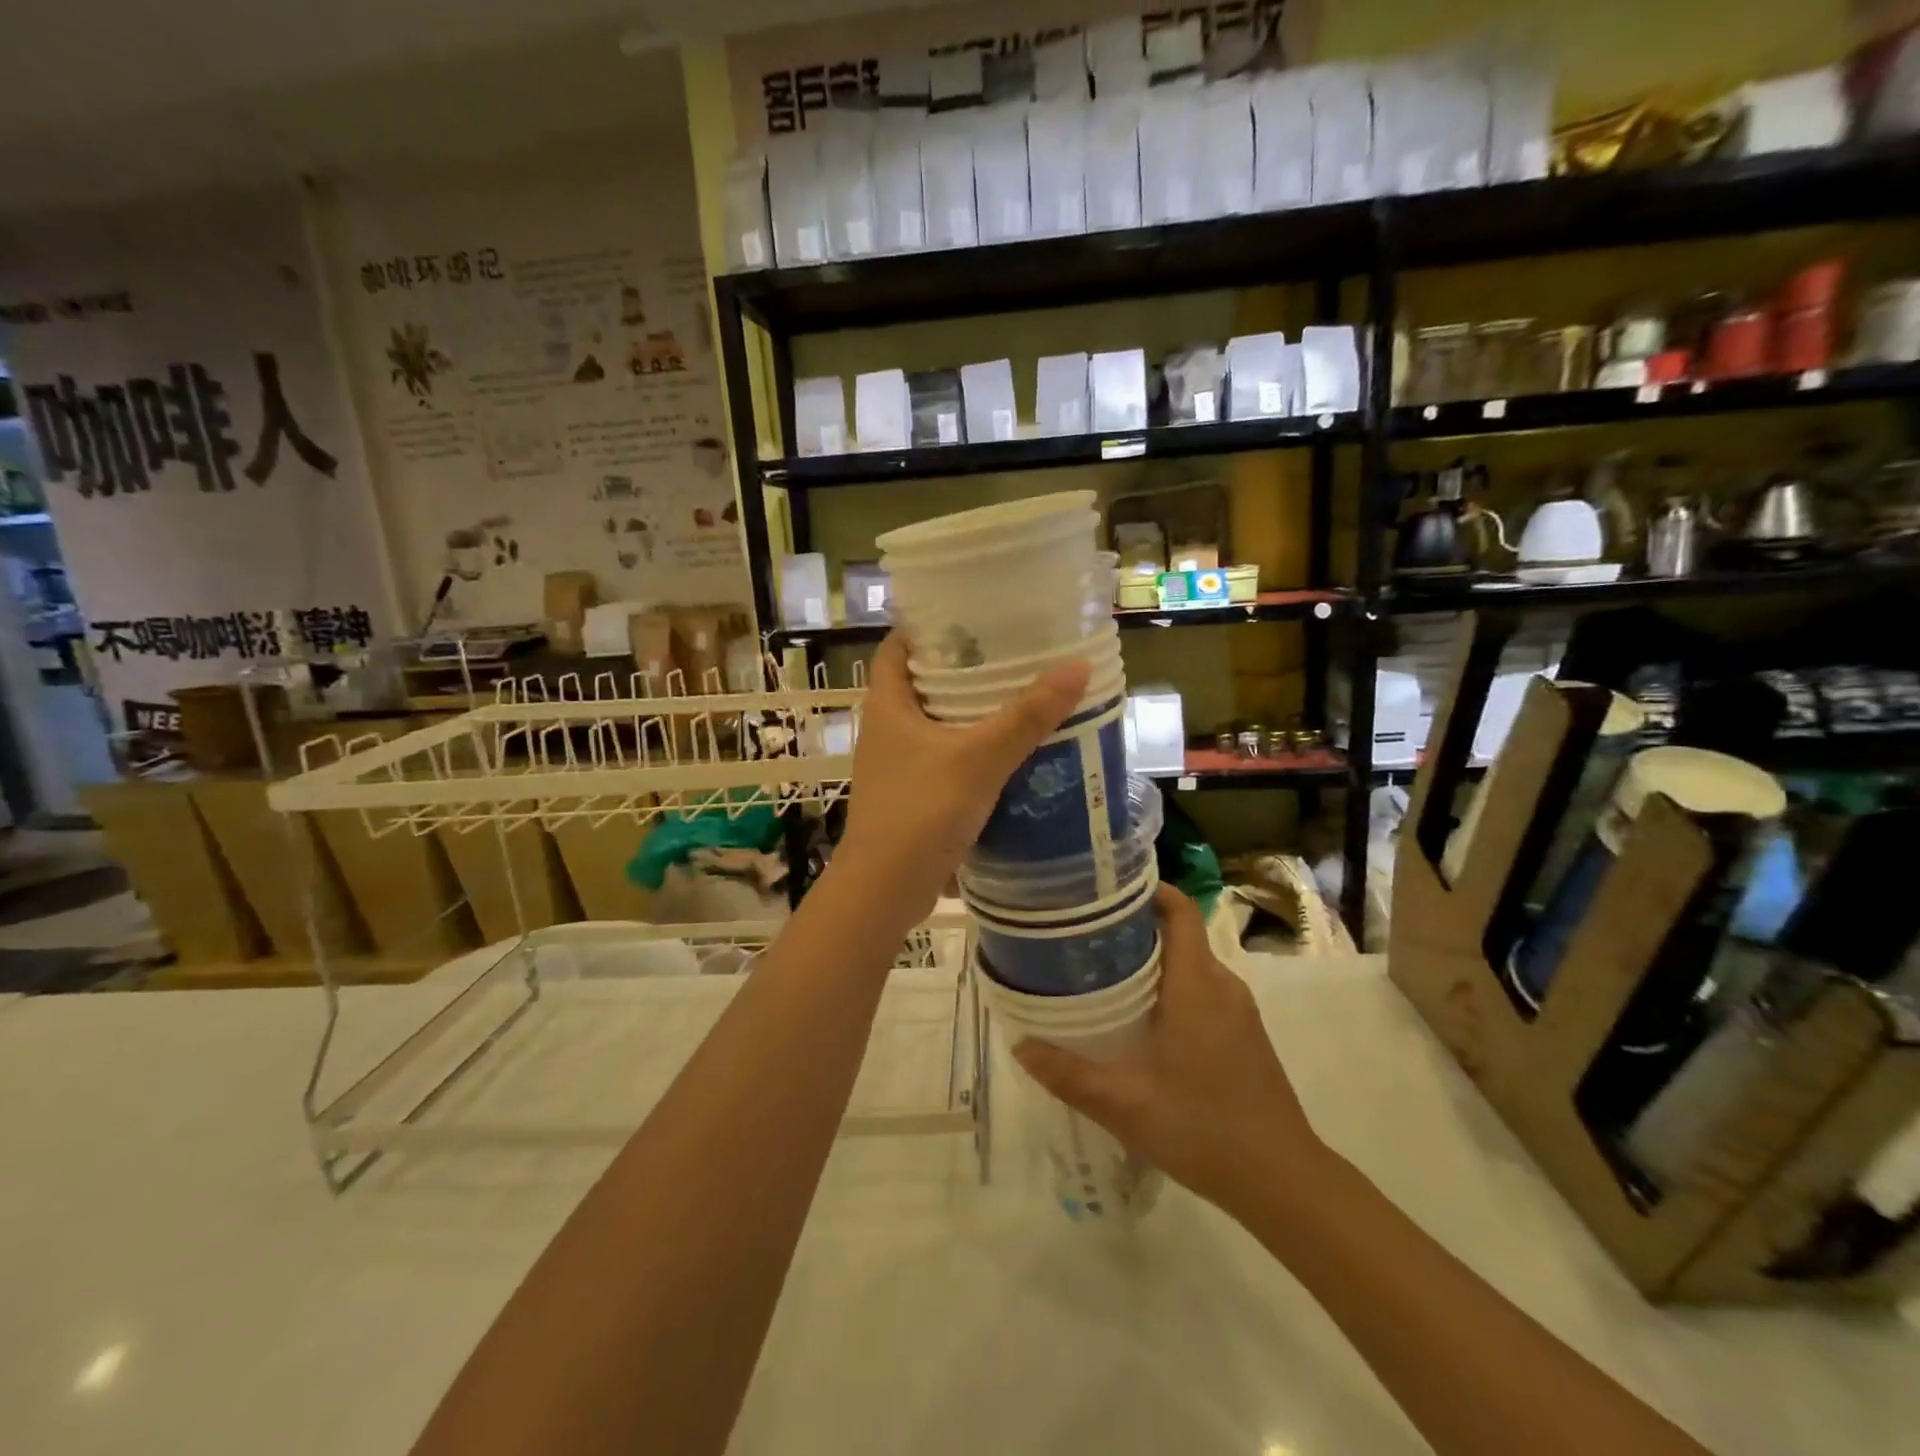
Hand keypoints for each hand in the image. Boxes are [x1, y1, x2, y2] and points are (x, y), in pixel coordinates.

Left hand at [837, 633, 1088, 920]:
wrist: (885, 890)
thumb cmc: (921, 812)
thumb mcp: (979, 758)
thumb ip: (1026, 716)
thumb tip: (1077, 666)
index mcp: (887, 704)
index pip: (898, 646)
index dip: (928, 625)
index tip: (972, 612)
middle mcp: (886, 728)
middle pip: (922, 681)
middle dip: (962, 666)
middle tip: (1011, 650)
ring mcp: (897, 764)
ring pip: (936, 722)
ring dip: (970, 710)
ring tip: (1019, 692)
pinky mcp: (912, 794)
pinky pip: (945, 756)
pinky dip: (972, 748)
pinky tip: (1009, 749)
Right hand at [1013, 885, 1328, 1217]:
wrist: (1284, 1180)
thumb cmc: (1203, 1129)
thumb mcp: (1125, 1105)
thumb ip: (1069, 1074)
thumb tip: (1020, 1046)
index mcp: (1197, 984)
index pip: (1180, 909)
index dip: (1147, 889)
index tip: (1103, 891)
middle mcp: (1222, 985)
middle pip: (1178, 932)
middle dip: (1133, 927)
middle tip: (1083, 937)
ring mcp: (1238, 1010)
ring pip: (1189, 963)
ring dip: (1151, 960)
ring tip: (1101, 974)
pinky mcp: (1244, 1033)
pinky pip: (1202, 988)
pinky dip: (1170, 987)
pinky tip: (1140, 1019)